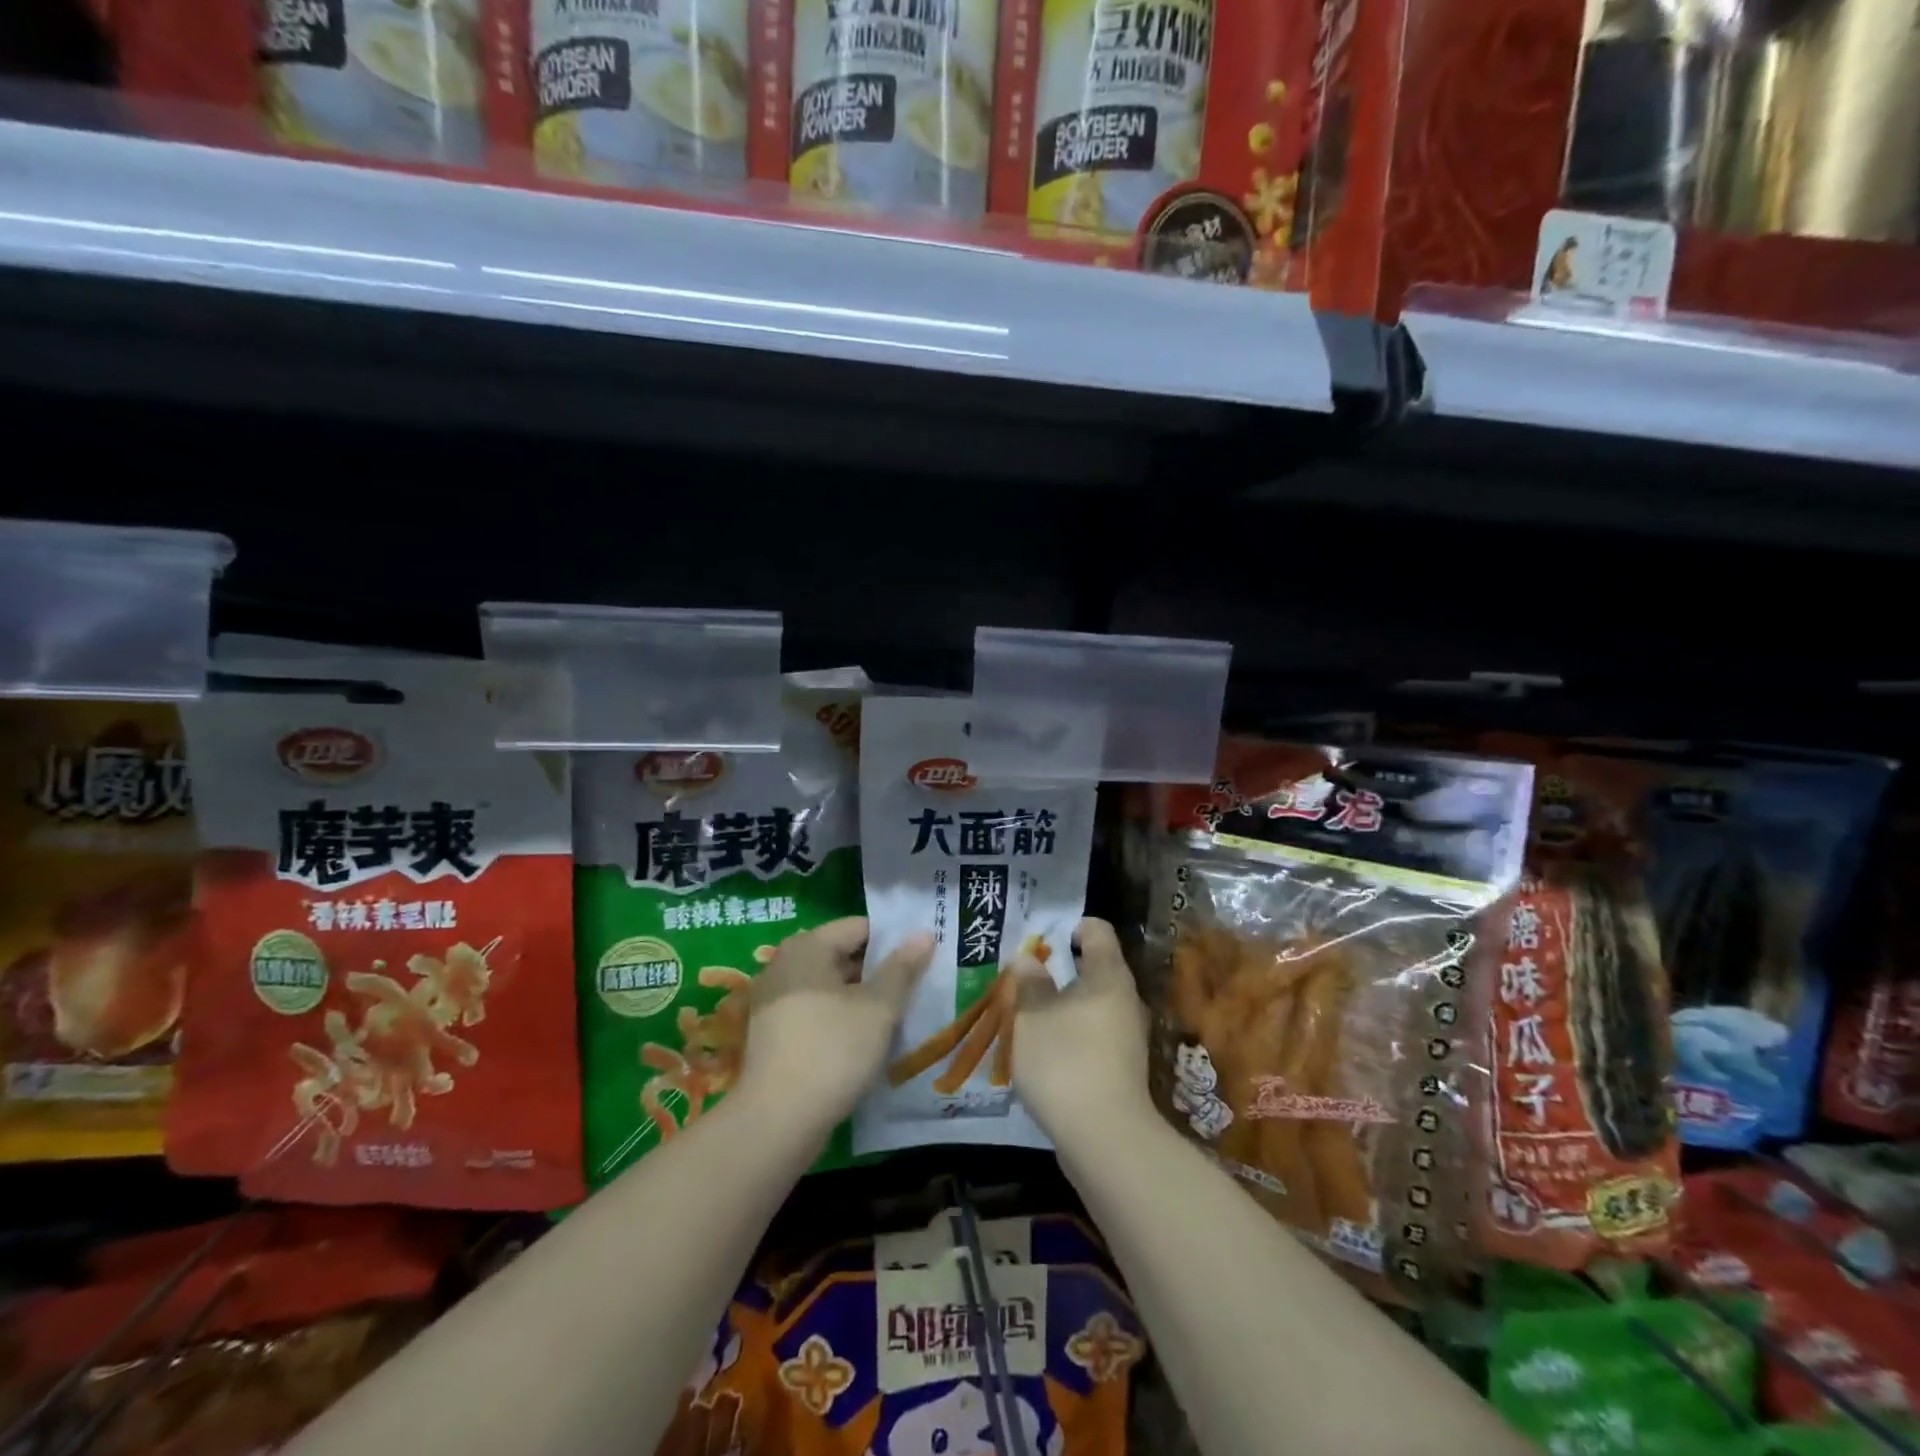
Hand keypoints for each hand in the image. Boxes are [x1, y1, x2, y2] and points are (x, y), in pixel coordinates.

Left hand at [733, 917, 932, 1136]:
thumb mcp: (878, 1008)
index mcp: (807, 947)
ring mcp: (774, 1001)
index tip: (922, 959)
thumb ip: (902, 968)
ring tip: (898, 1015)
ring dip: (862, 998)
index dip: (894, 940)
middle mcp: (784, 965)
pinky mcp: (773, 1034)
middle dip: (879, 971)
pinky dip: (841, 1019)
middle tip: (916, 988)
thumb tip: (924, 934)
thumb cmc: (833, 1050)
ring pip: (831, 987)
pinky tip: (867, 1039)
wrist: (777, 1121)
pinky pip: (816, 1012)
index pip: (859, 927)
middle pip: (843, 956)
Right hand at [1010, 917, 1153, 1149]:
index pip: (1097, 930)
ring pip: (1092, 1005)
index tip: (1039, 942)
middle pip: (1095, 967)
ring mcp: (1127, 1035)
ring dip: (1062, 1005)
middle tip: (1023, 979)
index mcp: (1108, 975)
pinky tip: (1045, 1052)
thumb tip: (1029, 958)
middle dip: (1059, 969)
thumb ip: (1029, 982)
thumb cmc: (1064, 1060)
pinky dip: (1070, 1035)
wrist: (1104, 1138)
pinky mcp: (1122, 1068)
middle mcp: (1125, 999)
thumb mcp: (1032, 1015)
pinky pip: (1093, 1035)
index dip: (1068, 927)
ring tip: (1028, 1016)